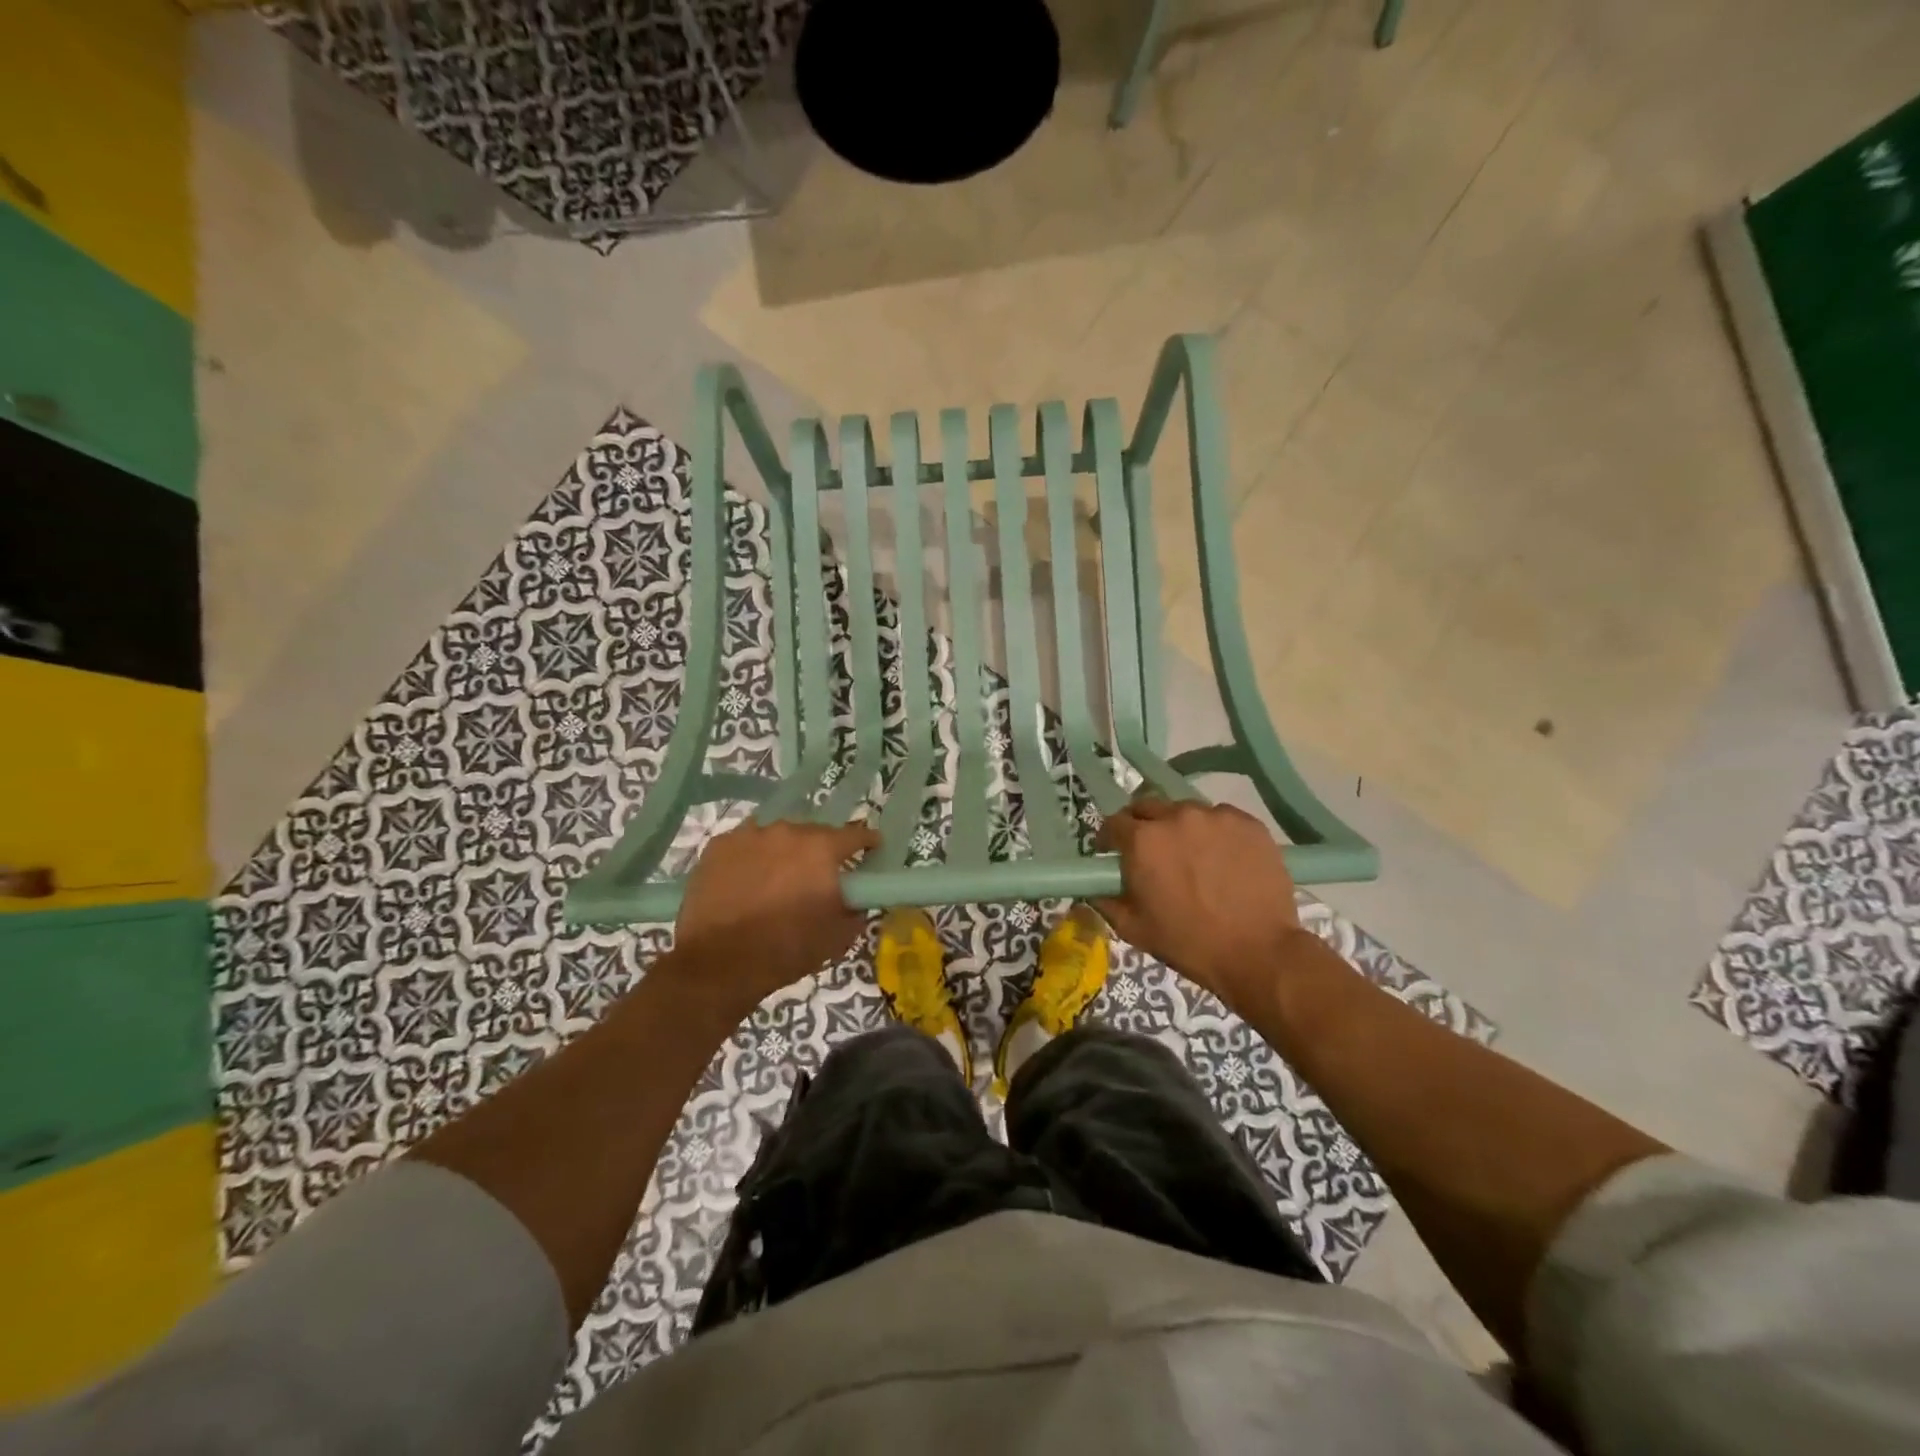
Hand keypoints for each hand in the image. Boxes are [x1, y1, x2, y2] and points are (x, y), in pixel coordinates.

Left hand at [671, 819, 877, 1018]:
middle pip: (813, 833)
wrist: (719, 964)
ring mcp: (749, 834)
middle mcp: (788, 831)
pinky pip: (746, 844)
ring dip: (784, 852)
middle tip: (818, 875)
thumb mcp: (838, 937)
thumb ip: (857, 910)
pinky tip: (747, 879)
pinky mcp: (719, 846)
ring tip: (778, 878)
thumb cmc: (787, 949)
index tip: (871, 850)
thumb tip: (858, 900)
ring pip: (777, 837)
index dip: (867, 842)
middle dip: (820, 851)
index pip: (855, 834)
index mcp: (822, 848)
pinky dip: (752, 857)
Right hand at [1093, 798, 1309, 1016]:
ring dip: (1181, 828)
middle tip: (1152, 852)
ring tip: (1192, 855)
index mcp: (1142, 840)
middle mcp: (1176, 817)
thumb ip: (1105, 901)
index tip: (1112, 853)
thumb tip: (1092, 888)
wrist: (1258, 952)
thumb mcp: (1134, 928)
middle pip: (1148, 807)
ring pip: (1186, 811)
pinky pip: (1221, 818)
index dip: (1110, 838)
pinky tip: (1223, 858)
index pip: (1114, 822)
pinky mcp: (1248, 823)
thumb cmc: (1189, 943)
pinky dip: (1215, 833)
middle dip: (1143, 825)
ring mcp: (1215, 816)